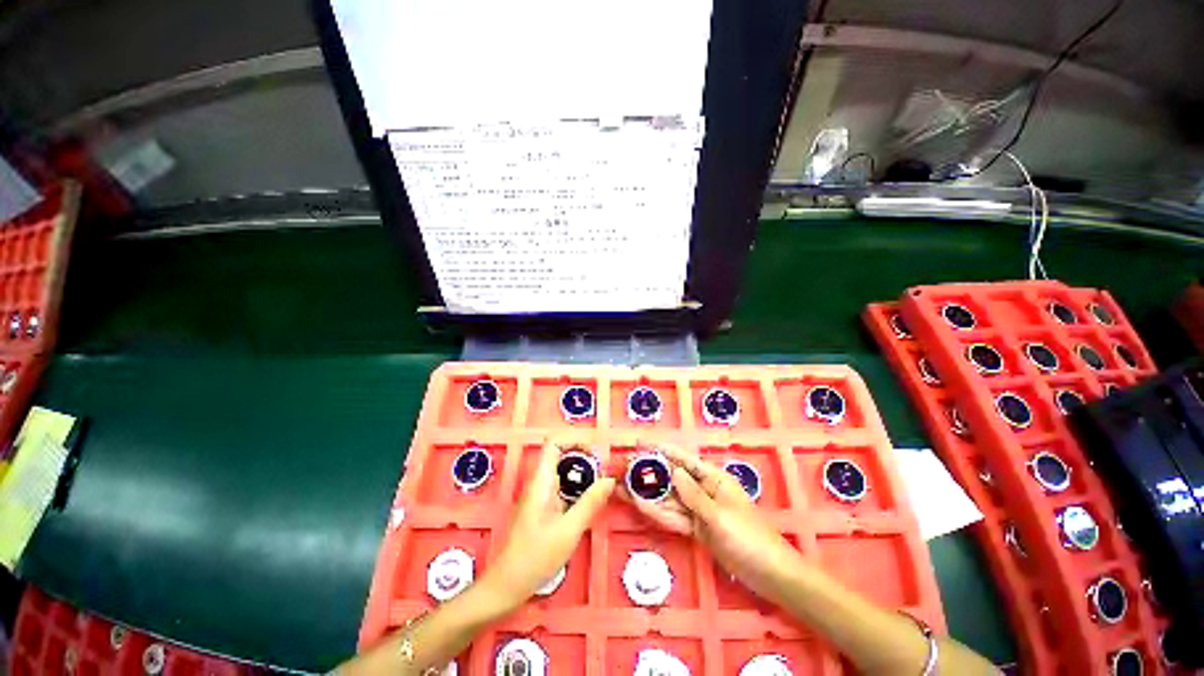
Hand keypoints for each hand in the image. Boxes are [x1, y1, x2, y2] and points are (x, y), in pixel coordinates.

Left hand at [480, 440, 614, 609]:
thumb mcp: (568, 530)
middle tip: (605, 473)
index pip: (554, 443)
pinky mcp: (543, 509)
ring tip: (603, 487)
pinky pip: (563, 489)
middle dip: (585, 459)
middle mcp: (539, 483)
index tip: (595, 453)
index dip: (574, 440)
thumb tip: (610, 479)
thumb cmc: (534, 558)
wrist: (506, 587)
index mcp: (541, 481)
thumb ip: (590, 503)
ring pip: (563, 473)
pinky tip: (591, 503)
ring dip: (583, 475)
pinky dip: (578, 490)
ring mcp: (540, 496)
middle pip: (561, 456)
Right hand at [628, 445, 805, 603]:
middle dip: (650, 473)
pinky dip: (658, 513)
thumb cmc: (749, 538)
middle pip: (672, 478)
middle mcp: (704, 490)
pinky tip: (640, 506)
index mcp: (714, 479)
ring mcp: (699, 511)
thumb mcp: (720, 515)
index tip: (641, 443)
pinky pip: (674, 518)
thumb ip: (694, 495)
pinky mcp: (697, 529)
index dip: (662, 450)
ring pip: (670, 499)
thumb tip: (673, 471)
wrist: (769, 574)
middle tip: (624, 468)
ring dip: (649, 494)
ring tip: (624, 487)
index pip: (684, 460)